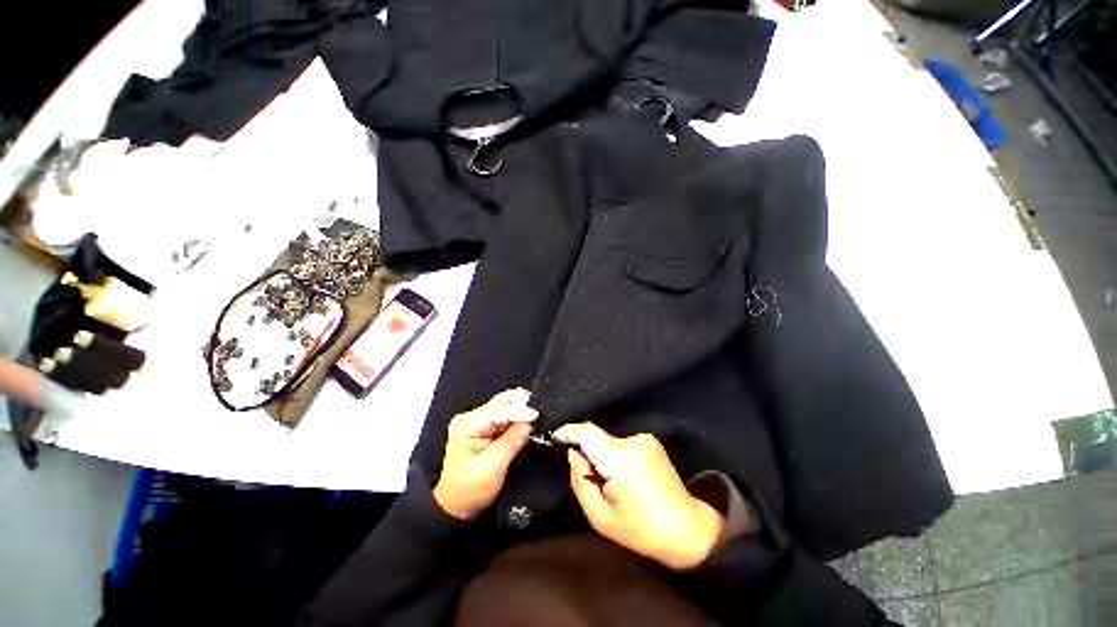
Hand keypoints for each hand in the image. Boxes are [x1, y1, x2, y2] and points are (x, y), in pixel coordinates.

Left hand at [433, 388, 537, 519]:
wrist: (457, 505)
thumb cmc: (470, 490)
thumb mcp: (492, 467)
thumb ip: (512, 441)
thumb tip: (529, 423)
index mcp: (468, 424)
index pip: (498, 409)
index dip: (520, 410)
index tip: (537, 414)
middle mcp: (471, 417)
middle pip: (502, 403)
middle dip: (522, 407)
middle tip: (540, 414)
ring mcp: (477, 420)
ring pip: (505, 407)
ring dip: (521, 413)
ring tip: (536, 419)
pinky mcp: (484, 427)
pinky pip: (505, 417)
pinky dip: (517, 420)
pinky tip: (527, 424)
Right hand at [554, 423, 724, 569]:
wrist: (686, 528)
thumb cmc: (641, 529)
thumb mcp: (600, 517)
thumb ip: (580, 481)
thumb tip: (574, 454)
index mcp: (620, 461)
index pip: (587, 434)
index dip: (568, 432)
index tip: (555, 436)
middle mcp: (633, 442)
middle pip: (596, 438)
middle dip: (587, 453)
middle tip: (592, 479)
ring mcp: (644, 439)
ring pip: (608, 441)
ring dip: (602, 456)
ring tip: (612, 483)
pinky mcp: (650, 441)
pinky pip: (621, 444)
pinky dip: (615, 456)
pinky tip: (625, 477)